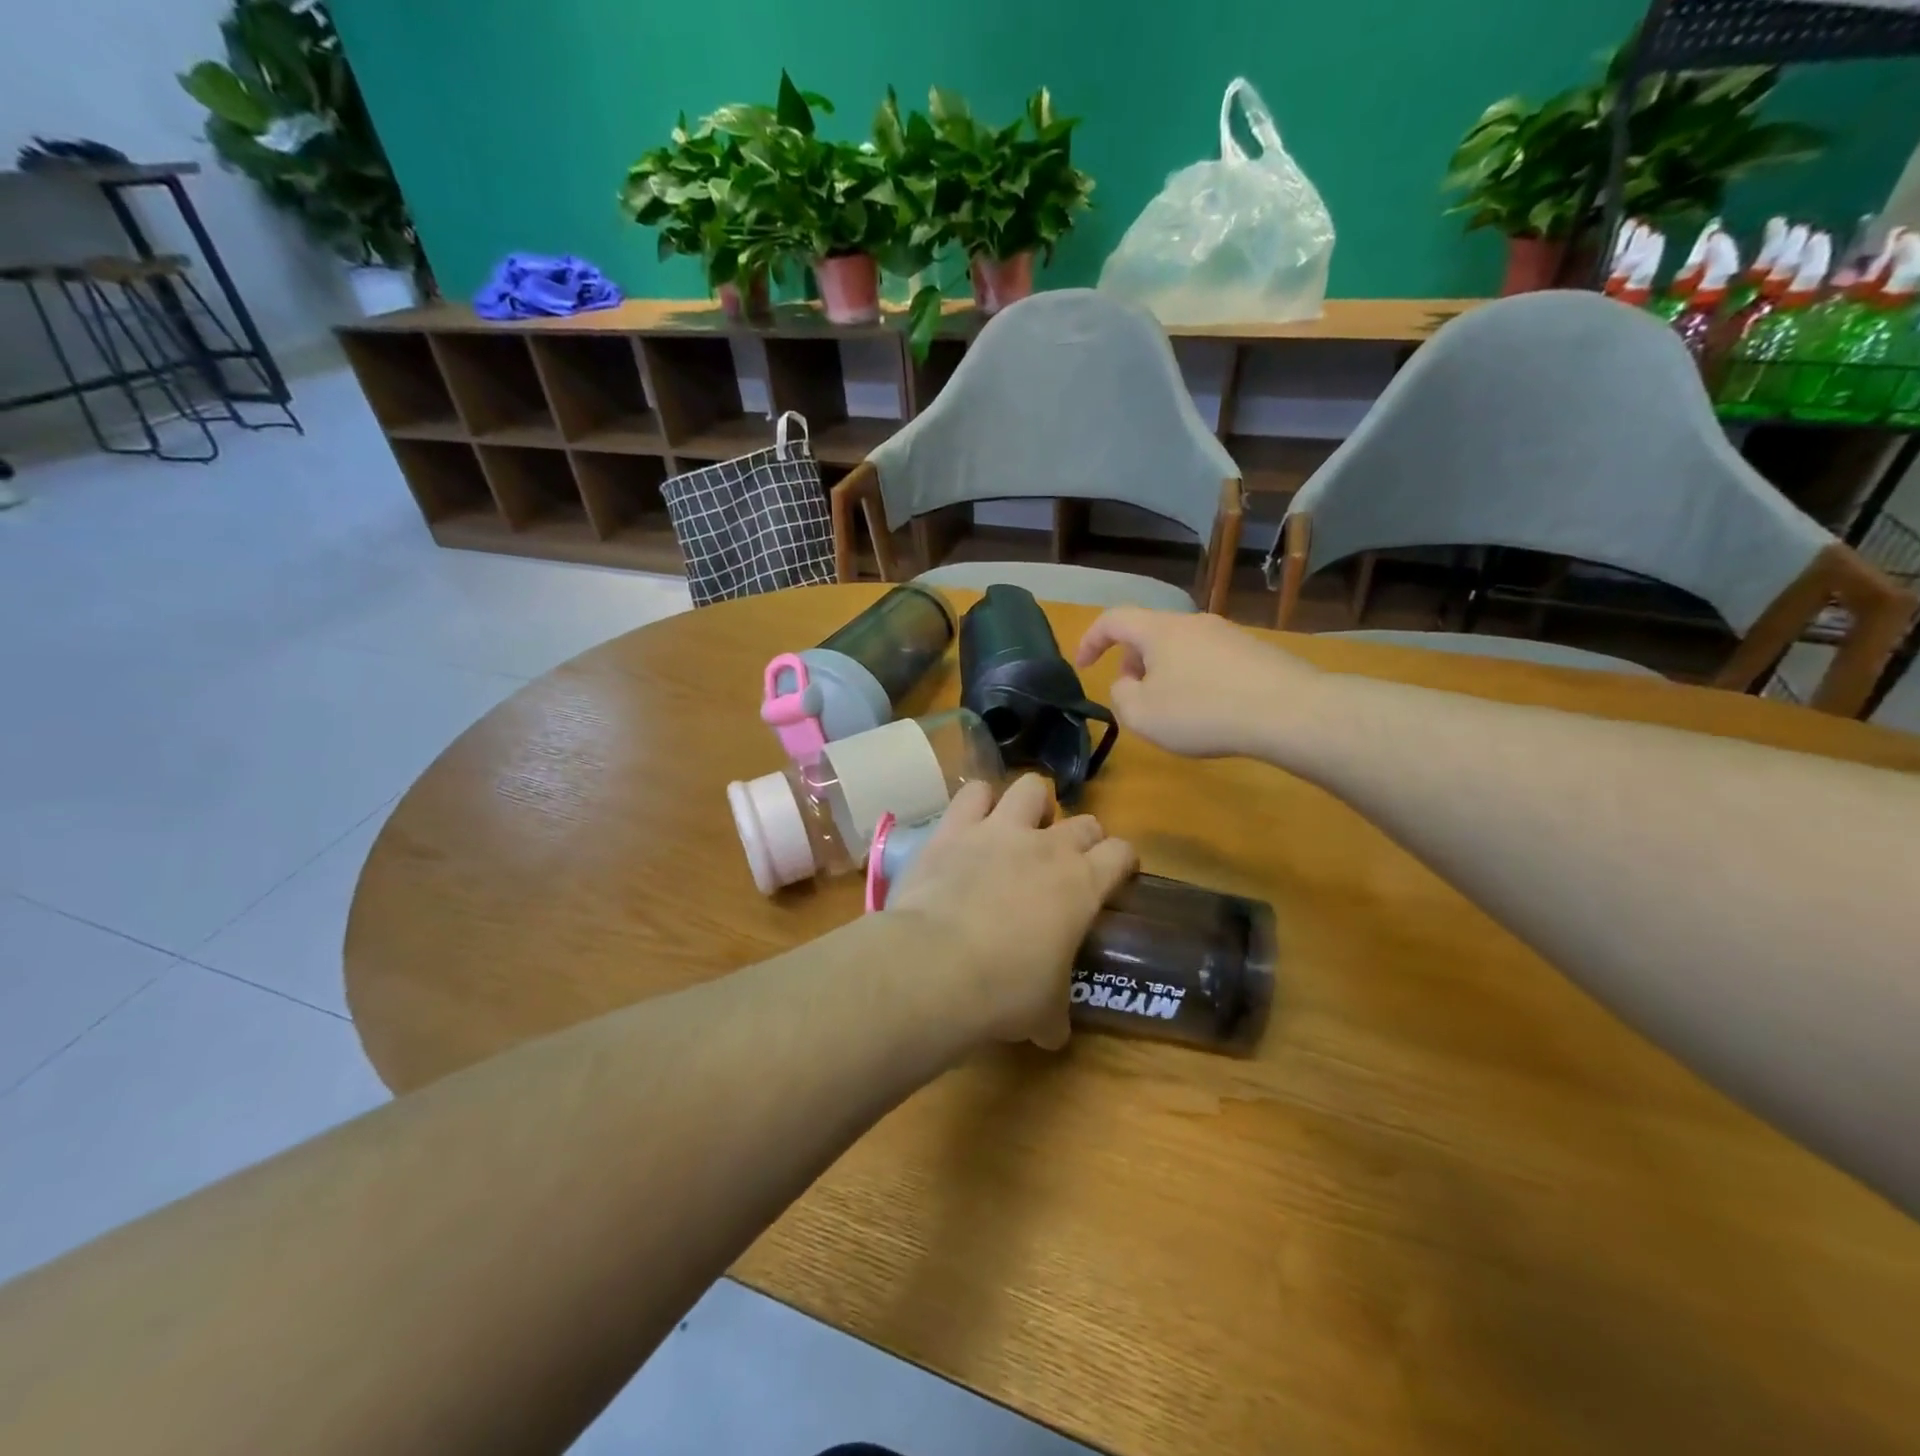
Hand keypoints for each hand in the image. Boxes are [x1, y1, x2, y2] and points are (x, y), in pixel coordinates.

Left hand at [885, 775, 1136, 1049]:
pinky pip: (973, 793)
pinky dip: (977, 802)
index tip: (1116, 875)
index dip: (1122, 862)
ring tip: (1022, 827)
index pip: (1122, 853)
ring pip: (1032, 788)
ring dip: (1033, 804)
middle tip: (1066, 863)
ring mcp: (1000, 830)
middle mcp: (1048, 847)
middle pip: (1084, 822)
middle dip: (1082, 838)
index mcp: (1082, 885)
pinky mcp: (955, 827)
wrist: (938, 965)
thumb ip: (1054, 1015)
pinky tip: (972, 821)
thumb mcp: (1043, 1014)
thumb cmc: (1005, 992)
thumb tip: (1053, 1033)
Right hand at [1074, 608, 1319, 759]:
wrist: (1288, 711)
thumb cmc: (1202, 712)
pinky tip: (1211, 710)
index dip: (1090, 640)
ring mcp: (1228, 634)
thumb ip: (1120, 696)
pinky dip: (1196, 679)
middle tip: (1132, 694)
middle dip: (1132, 661)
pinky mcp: (1255, 652)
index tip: (1082, 666)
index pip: (1113, 620)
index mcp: (1159, 630)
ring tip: (1172, 708)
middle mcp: (1192, 622)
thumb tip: (1128, 683)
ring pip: (1181, 647)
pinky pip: (1210, 660)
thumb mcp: (1142, 715)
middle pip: (1150, 632)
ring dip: (1165, 672)